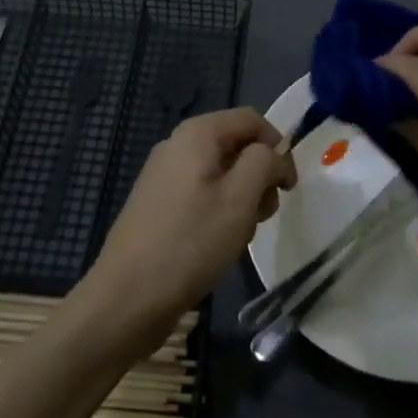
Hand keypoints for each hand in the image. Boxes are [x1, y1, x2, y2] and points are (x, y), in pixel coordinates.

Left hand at [83, 108, 294, 355]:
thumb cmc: (191, 242)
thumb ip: (264, 162)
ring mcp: (163, 174)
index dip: (277, 146)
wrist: (128, 296)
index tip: (289, 187)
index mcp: (197, 133)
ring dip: (241, 197)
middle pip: (235, 145)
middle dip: (259, 175)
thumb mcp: (240, 198)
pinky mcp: (157, 203)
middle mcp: (177, 144)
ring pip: (220, 172)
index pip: (251, 120)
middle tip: (265, 214)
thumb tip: (271, 152)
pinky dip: (219, 210)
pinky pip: (200, 192)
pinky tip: (218, 243)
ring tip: (240, 234)